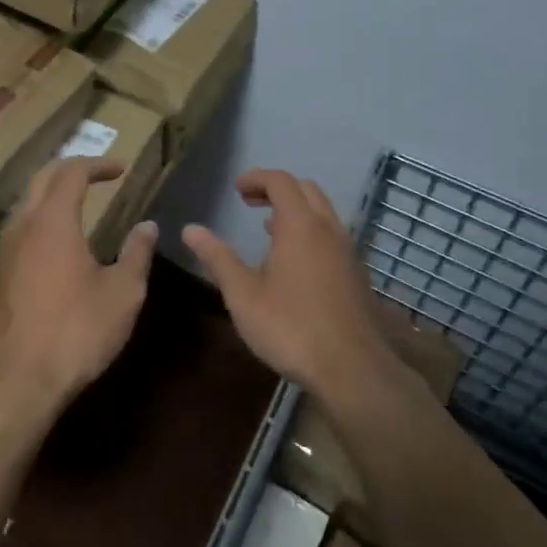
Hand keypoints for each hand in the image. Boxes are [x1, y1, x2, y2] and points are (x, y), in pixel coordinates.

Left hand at [0, 158, 157, 427]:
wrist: (16, 383)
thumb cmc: (76, 332)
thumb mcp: (123, 293)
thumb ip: (137, 253)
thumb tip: (148, 226)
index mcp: (53, 221)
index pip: (72, 172)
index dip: (97, 164)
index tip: (120, 168)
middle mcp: (22, 227)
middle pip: (40, 179)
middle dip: (69, 169)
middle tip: (95, 174)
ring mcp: (3, 253)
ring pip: (24, 205)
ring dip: (49, 195)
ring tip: (75, 204)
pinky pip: (17, 233)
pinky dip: (38, 223)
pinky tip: (53, 247)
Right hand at [184, 170, 393, 400]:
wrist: (352, 368)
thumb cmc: (291, 327)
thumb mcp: (243, 295)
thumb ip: (218, 258)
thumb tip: (190, 230)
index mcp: (300, 226)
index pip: (280, 181)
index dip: (256, 178)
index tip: (236, 189)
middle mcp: (328, 229)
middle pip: (305, 189)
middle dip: (276, 188)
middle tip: (250, 202)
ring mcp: (347, 250)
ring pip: (323, 211)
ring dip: (296, 209)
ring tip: (268, 228)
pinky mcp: (356, 272)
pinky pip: (332, 234)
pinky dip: (311, 230)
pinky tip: (294, 261)